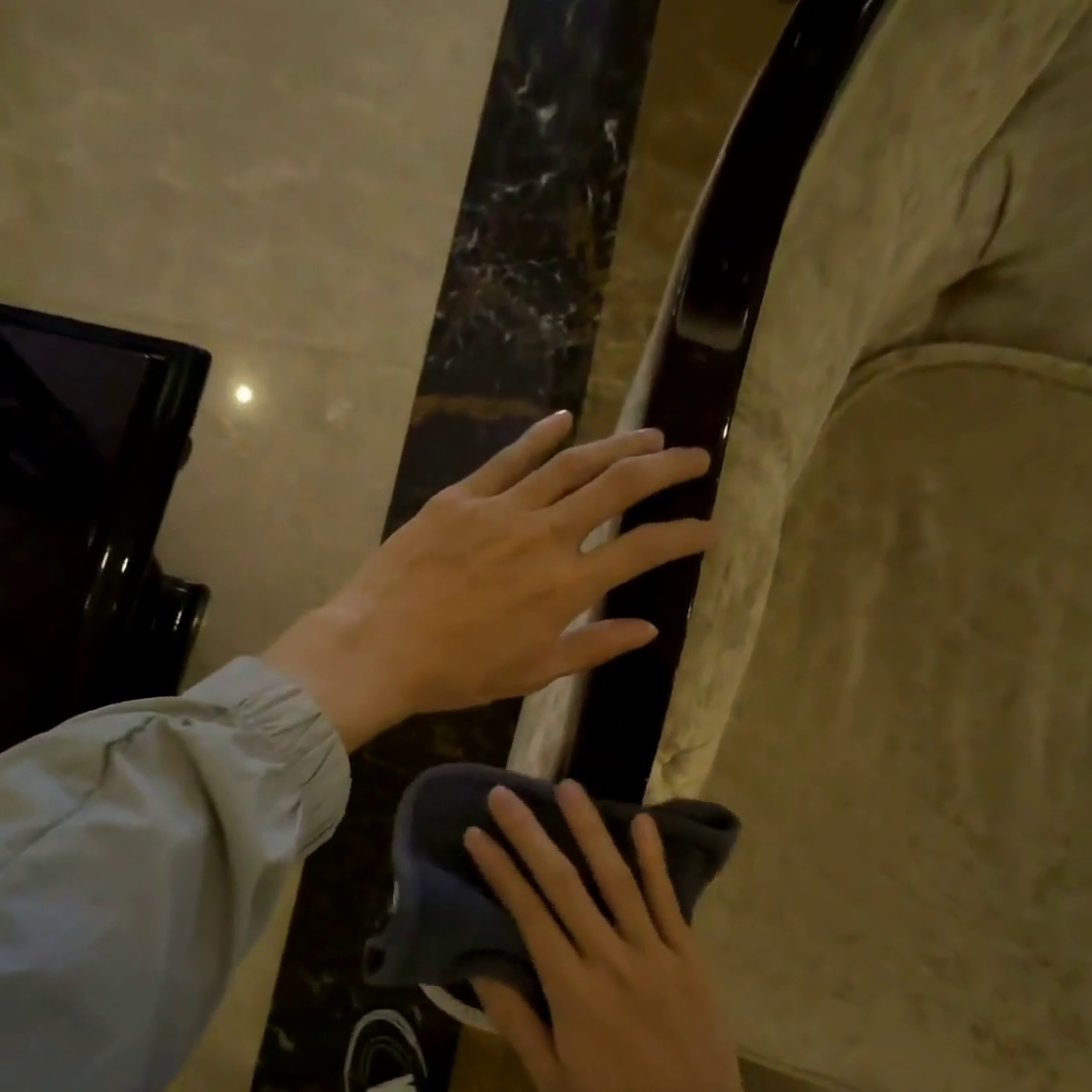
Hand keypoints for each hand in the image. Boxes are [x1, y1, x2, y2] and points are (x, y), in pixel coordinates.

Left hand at [260, 412, 713, 747]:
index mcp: (566, 586)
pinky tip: (565, 420)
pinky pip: (509, 458)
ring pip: (572, 463)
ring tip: (647, 434)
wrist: (380, 647)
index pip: (642, 551)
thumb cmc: (457, 672)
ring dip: (615, 445)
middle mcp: (545, 536)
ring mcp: (502, 510)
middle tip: (693, 456)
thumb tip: (646, 629)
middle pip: (618, 488)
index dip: (684, 536)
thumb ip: (592, 646)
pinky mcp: (462, 497)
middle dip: (664, 468)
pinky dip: (540, 436)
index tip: (710, 528)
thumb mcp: (532, 672)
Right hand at [463, 781, 750, 1091]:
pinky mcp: (688, 954)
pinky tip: (641, 821)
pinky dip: (654, 859)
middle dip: (530, 835)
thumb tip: (480, 967)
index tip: (477, 835)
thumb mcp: (551, 1078)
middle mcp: (609, 957)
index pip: (528, 913)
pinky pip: (668, 899)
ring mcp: (654, 951)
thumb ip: (516, 1019)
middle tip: (505, 795)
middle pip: (564, 883)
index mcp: (571, 988)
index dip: (500, 870)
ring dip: (590, 829)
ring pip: (616, 879)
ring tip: (568, 788)